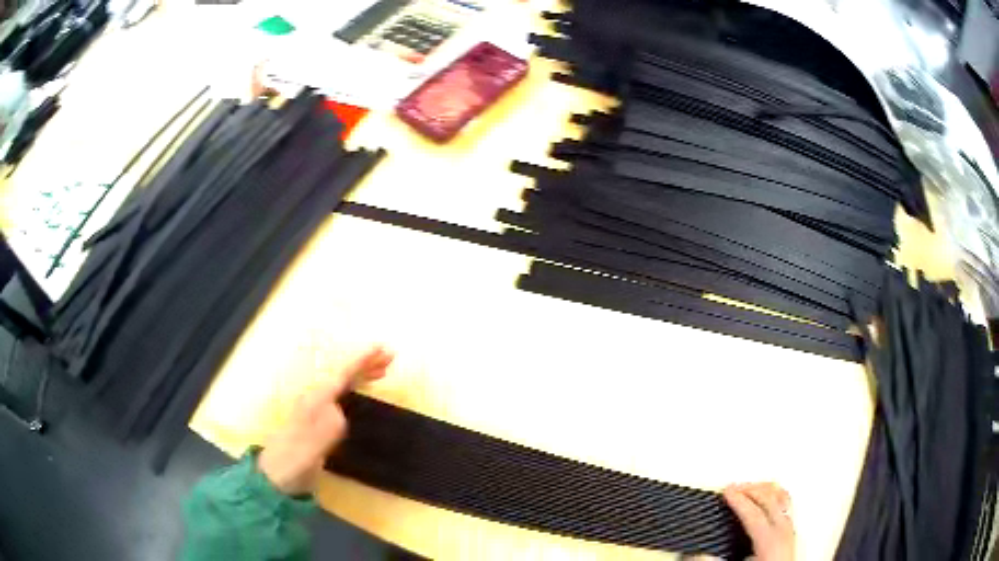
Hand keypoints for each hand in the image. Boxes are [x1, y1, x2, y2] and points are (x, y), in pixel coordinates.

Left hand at [257, 346, 393, 494]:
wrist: (276, 477)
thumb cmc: (293, 462)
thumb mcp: (309, 448)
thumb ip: (322, 429)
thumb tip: (340, 411)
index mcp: (314, 402)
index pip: (340, 375)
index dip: (361, 361)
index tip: (380, 348)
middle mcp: (316, 401)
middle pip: (342, 375)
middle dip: (365, 363)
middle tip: (390, 356)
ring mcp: (317, 411)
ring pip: (342, 384)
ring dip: (362, 374)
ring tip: (383, 369)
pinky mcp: (320, 422)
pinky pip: (342, 396)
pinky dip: (356, 388)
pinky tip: (362, 391)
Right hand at [723, 483, 794, 560]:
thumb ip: (721, 560)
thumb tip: (700, 553)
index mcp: (770, 540)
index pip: (753, 512)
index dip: (738, 500)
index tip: (725, 491)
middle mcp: (783, 530)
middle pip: (769, 499)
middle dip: (750, 489)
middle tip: (733, 487)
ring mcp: (790, 529)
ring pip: (781, 497)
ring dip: (764, 489)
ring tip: (750, 486)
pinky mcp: (791, 531)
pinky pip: (787, 504)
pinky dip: (776, 495)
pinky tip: (769, 496)